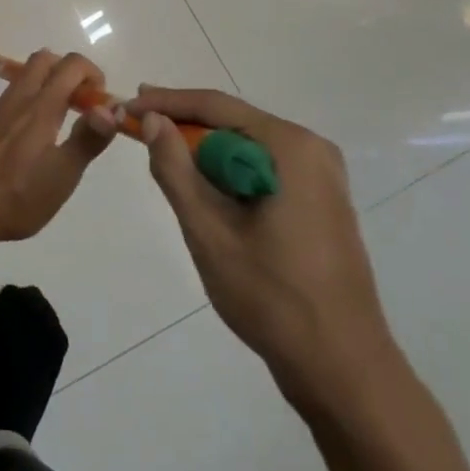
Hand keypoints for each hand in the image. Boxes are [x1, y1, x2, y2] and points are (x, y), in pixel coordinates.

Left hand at [0, 50, 114, 251]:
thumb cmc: (18, 197)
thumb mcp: (62, 175)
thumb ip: (88, 139)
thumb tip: (111, 108)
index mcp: (40, 107)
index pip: (70, 65)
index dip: (92, 73)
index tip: (101, 102)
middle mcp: (17, 99)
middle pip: (44, 59)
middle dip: (69, 71)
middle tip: (83, 104)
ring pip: (25, 76)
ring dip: (49, 84)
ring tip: (62, 121)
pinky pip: (12, 96)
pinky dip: (31, 99)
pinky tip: (33, 137)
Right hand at [90, 86, 396, 411]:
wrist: (342, 369)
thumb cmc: (271, 296)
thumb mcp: (208, 229)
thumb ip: (174, 167)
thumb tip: (152, 118)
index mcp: (290, 147)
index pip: (215, 105)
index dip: (165, 101)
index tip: (127, 106)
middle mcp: (311, 150)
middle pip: (232, 121)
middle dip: (183, 124)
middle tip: (138, 127)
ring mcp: (321, 177)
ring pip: (246, 145)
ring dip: (203, 150)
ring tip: (161, 154)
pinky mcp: (319, 202)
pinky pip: (262, 168)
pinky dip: (227, 171)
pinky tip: (202, 186)